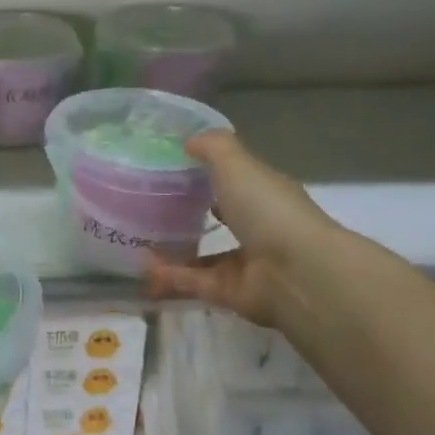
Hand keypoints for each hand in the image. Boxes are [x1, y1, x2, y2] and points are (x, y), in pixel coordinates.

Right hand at [146, 129, 337, 327]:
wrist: (297, 273)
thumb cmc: (269, 209)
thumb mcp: (237, 164)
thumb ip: (213, 147)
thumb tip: (189, 141)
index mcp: (264, 195)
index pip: (236, 182)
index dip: (209, 174)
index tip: (173, 168)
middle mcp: (258, 229)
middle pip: (222, 219)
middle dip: (190, 215)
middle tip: (148, 207)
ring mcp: (245, 264)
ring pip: (203, 255)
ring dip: (173, 250)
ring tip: (136, 240)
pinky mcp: (230, 293)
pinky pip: (193, 282)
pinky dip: (169, 277)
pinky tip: (143, 269)